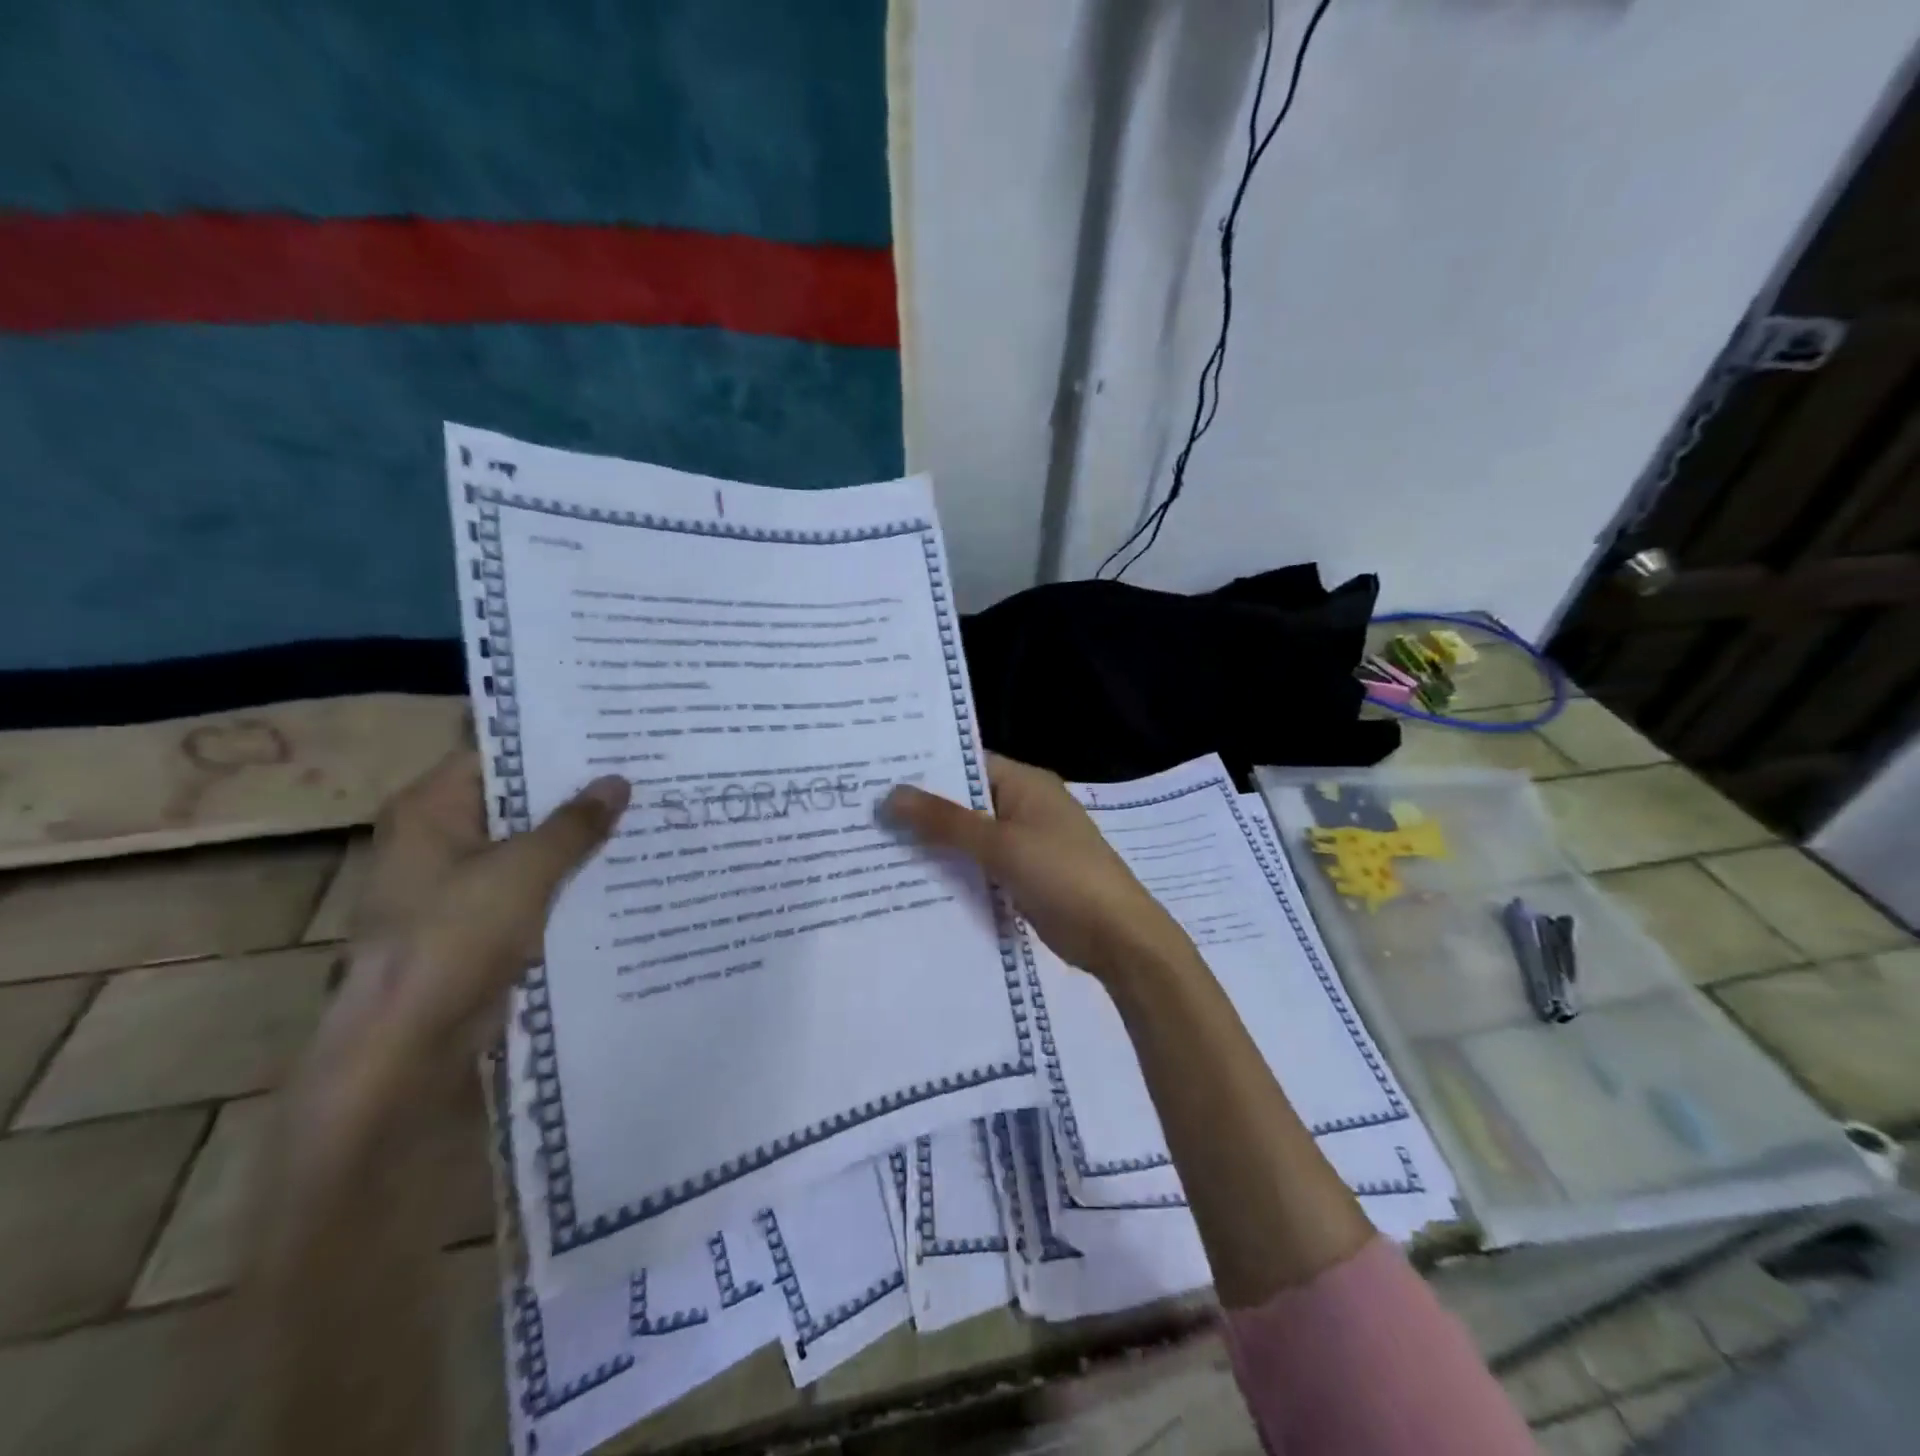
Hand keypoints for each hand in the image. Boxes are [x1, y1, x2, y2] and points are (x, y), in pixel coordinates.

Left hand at [311, 751, 629, 1101]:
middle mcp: (438, 838)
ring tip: (640, 813)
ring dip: (575, 837)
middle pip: (514, 800)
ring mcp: (456, 882)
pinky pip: (530, 884)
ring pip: (527, 845)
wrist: (412, 1040)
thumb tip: (618, 781)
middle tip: (638, 772)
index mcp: (430, 809)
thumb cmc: (457, 936)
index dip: (551, 746)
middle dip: (574, 793)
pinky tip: (619, 868)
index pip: (496, 755)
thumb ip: (575, 823)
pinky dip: (566, 876)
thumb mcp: (525, 869)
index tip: (609, 737)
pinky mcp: (477, 920)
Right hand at [884, 754, 1186, 985]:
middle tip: (867, 814)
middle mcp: (1024, 806)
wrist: (1116, 936)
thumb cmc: (1062, 875)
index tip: (878, 777)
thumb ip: (945, 821)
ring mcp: (1026, 843)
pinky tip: (914, 880)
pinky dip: (956, 870)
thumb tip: (892, 794)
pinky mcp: (1024, 876)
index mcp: (1025, 783)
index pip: (967, 764)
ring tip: (878, 846)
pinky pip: (982, 865)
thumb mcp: (1000, 844)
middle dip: (924, 810)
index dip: (925, 769)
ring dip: (937, 843)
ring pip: (971, 836)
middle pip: (966, 801)